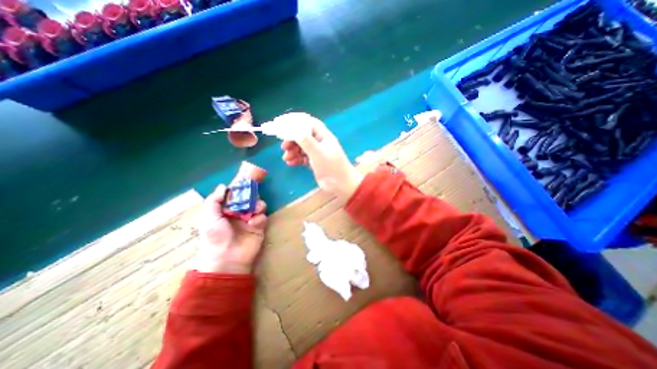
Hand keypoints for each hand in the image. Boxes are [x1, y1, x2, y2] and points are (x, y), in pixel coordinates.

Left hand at [192, 184, 266, 273]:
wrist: (228, 259)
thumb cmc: (216, 237)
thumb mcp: (210, 218)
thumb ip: (214, 201)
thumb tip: (223, 186)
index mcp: (226, 211)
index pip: (234, 196)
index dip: (239, 188)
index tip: (245, 180)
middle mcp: (239, 214)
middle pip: (249, 199)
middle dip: (252, 196)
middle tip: (252, 196)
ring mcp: (250, 220)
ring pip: (258, 205)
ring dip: (258, 205)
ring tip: (255, 210)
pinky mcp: (259, 227)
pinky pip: (263, 217)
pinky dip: (259, 218)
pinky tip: (253, 223)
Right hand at [275, 112, 361, 201]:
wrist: (341, 185)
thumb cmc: (331, 167)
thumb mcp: (318, 153)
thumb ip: (306, 141)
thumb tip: (292, 129)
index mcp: (323, 136)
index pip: (308, 123)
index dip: (295, 122)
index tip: (282, 125)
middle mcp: (320, 142)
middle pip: (303, 136)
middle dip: (292, 140)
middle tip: (284, 147)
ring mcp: (317, 153)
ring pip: (301, 147)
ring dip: (292, 151)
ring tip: (286, 158)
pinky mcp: (315, 162)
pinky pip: (303, 157)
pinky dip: (296, 159)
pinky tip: (291, 163)